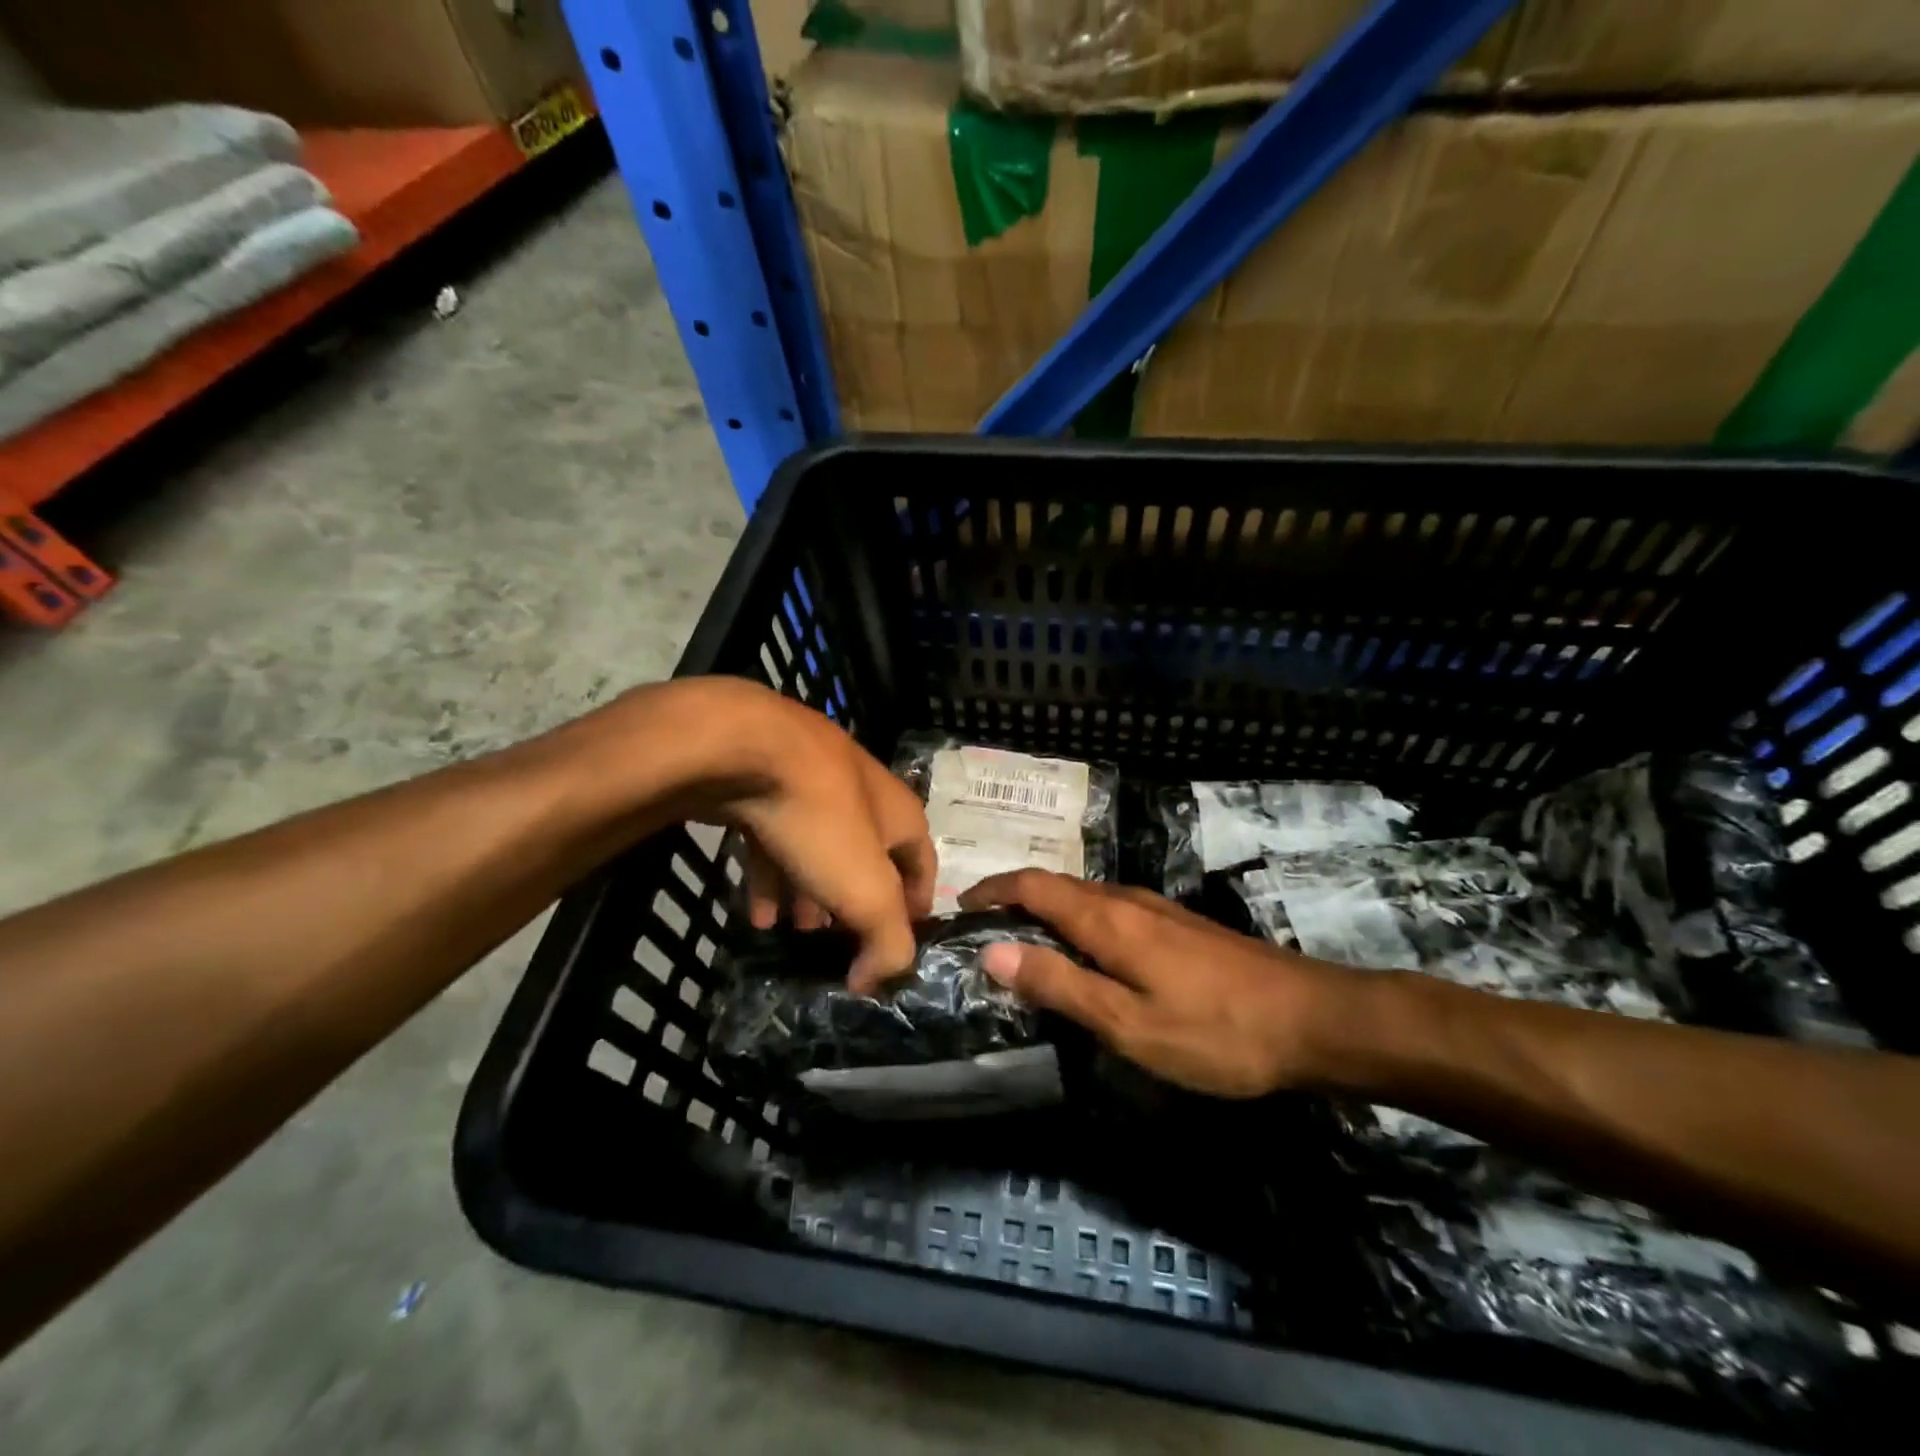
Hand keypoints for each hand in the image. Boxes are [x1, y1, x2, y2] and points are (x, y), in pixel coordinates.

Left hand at [626, 678, 935, 988]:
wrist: (746, 748)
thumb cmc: (822, 820)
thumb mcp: (868, 891)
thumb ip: (887, 942)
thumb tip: (876, 981)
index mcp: (901, 813)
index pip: (923, 865)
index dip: (915, 907)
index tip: (894, 945)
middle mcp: (863, 795)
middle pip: (867, 859)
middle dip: (855, 904)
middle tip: (837, 942)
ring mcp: (813, 785)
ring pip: (820, 850)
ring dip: (812, 894)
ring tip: (795, 932)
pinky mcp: (766, 785)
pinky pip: (777, 839)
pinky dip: (774, 877)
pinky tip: (758, 913)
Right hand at [958, 871, 1339, 1096]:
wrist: (1313, 1019)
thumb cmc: (1215, 1031)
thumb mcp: (1128, 1023)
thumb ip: (1060, 985)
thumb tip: (992, 951)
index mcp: (1108, 919)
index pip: (1033, 886)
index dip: (993, 890)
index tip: (959, 907)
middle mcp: (1128, 901)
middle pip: (1057, 886)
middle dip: (1014, 899)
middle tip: (982, 932)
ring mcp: (1158, 910)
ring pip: (1085, 898)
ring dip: (1046, 911)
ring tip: (1022, 944)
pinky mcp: (1179, 927)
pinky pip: (1110, 911)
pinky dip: (1078, 923)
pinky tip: (1085, 955)